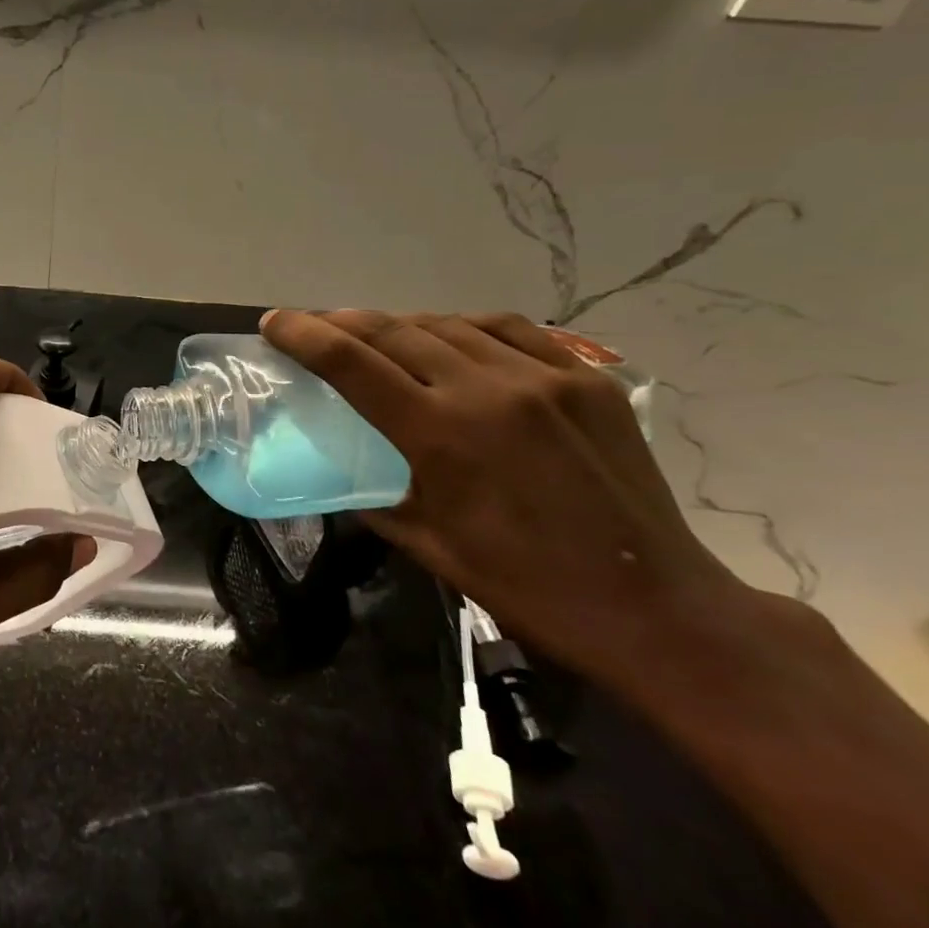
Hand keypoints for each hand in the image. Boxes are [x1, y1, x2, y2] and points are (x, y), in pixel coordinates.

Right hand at [261, 309, 752, 689]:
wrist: (654, 605)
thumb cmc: (527, 586)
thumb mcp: (429, 545)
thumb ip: (374, 496)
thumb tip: (341, 473)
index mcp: (440, 435)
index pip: (351, 363)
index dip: (304, 335)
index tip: (273, 322)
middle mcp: (487, 390)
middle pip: (394, 330)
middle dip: (342, 321)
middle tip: (315, 326)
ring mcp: (543, 378)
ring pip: (448, 323)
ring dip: (401, 324)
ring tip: (379, 336)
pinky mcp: (586, 378)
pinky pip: (510, 330)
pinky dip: (465, 327)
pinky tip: (453, 338)